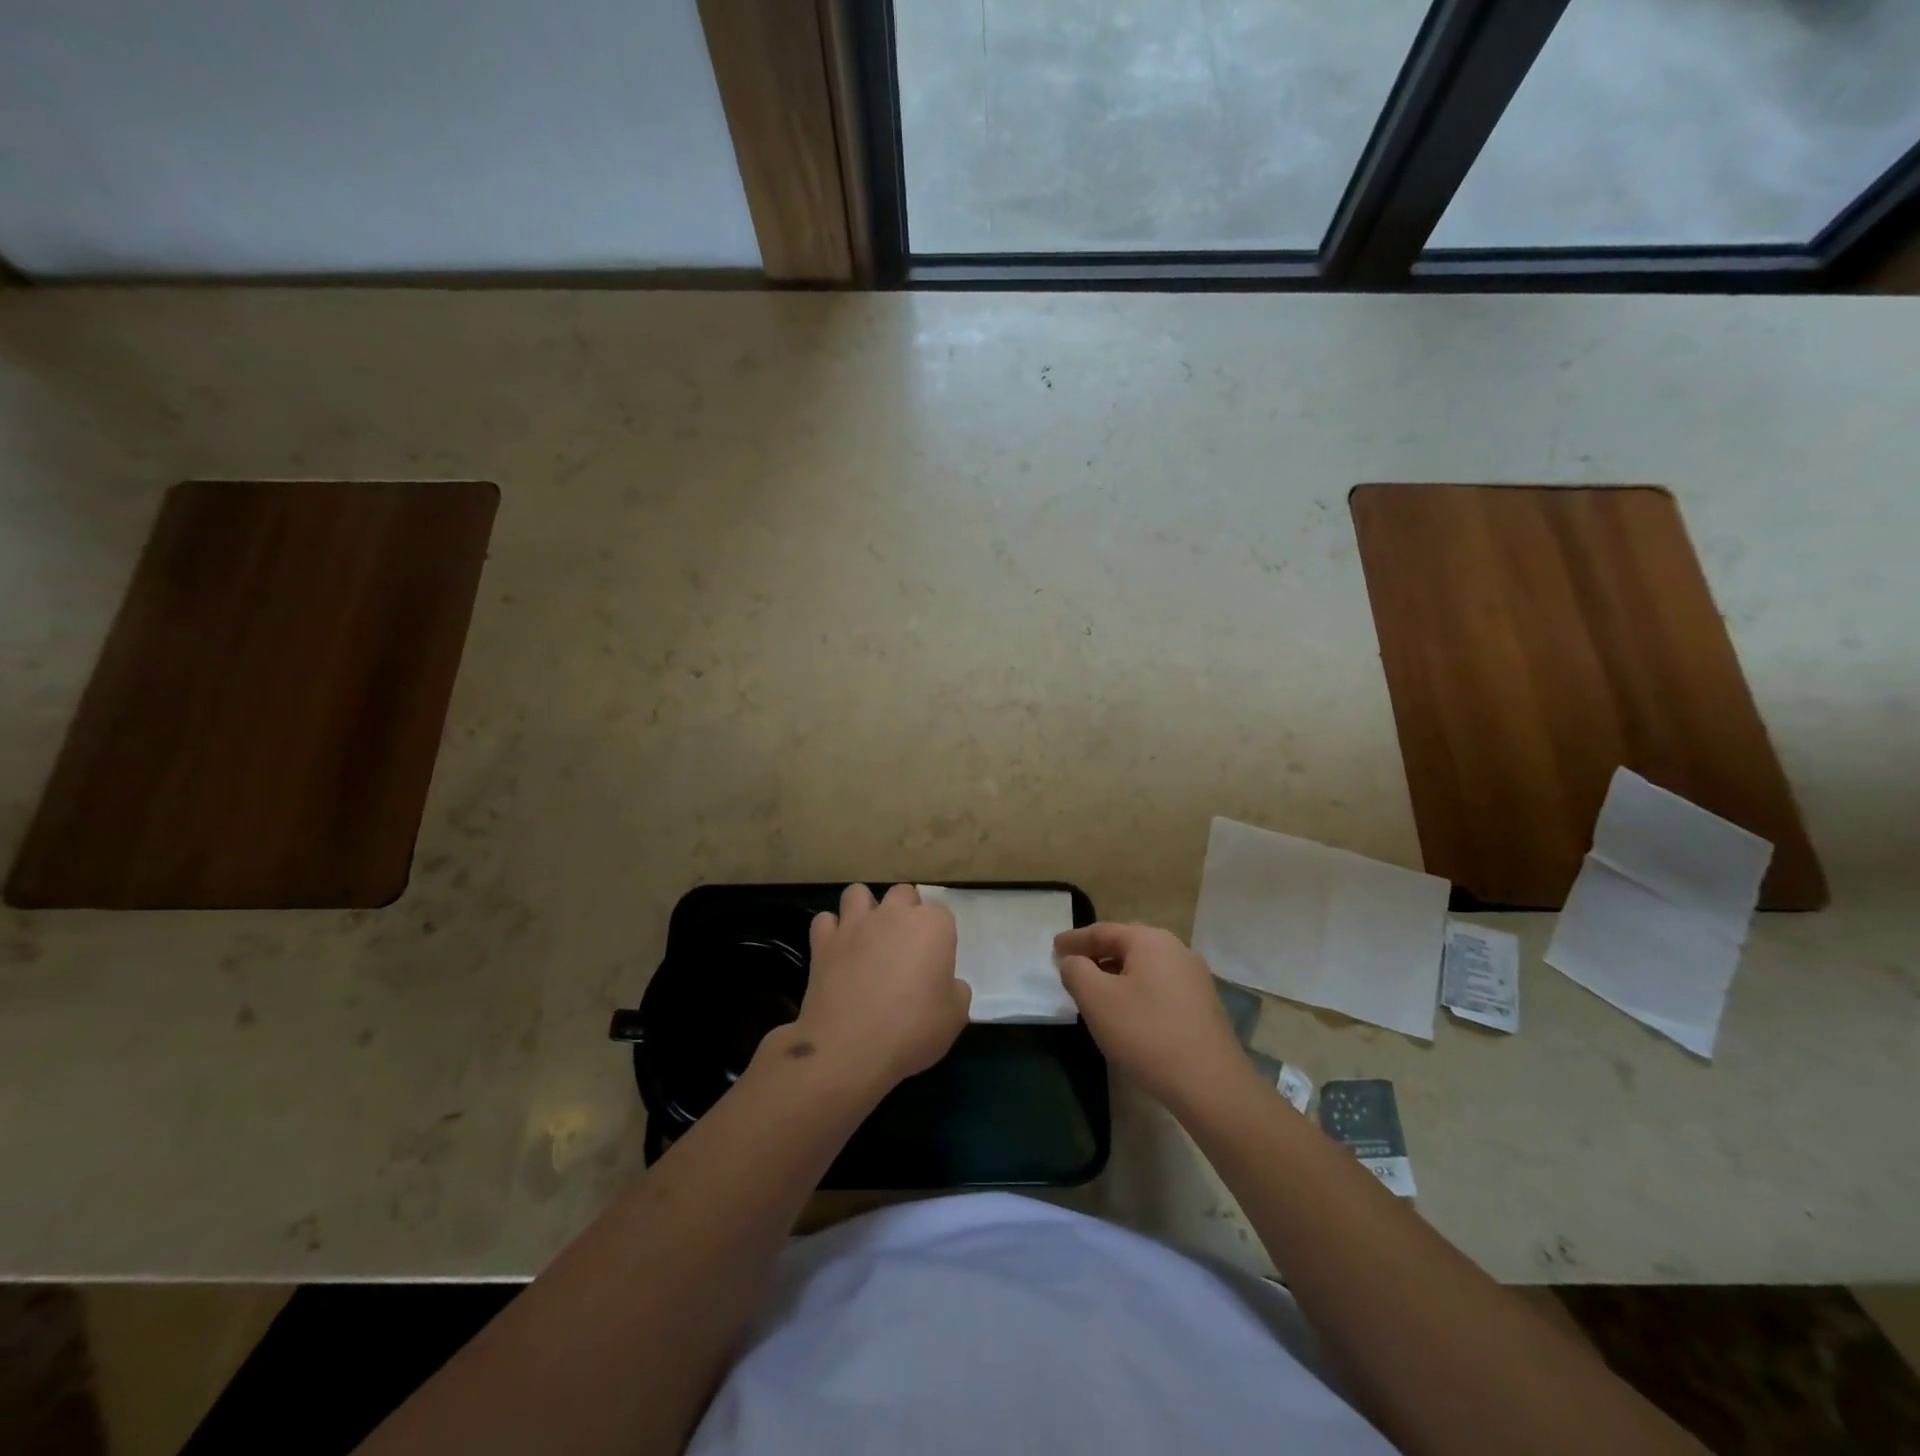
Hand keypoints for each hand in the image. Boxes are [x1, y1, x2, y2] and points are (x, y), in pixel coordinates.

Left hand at [773, 883, 968, 1098]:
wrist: (849, 1048)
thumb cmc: (912, 1031)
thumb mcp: (955, 1017)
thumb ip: (955, 989)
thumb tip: (945, 983)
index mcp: (932, 926)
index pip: (942, 914)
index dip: (939, 937)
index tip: (936, 962)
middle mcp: (893, 914)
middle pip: (903, 894)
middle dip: (905, 912)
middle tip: (904, 946)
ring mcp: (855, 924)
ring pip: (858, 894)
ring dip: (864, 909)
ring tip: (867, 937)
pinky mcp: (823, 941)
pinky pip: (825, 921)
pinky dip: (831, 932)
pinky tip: (837, 950)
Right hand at [1054, 923, 1255, 1116]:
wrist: (1210, 1084)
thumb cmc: (1146, 1033)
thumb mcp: (1097, 999)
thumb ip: (1076, 971)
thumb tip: (1073, 961)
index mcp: (1150, 940)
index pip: (1103, 931)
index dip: (1075, 939)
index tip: (1053, 947)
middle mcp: (1176, 949)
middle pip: (1126, 945)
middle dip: (1097, 955)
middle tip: (1071, 966)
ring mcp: (1195, 978)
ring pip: (1144, 968)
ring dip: (1116, 975)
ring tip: (1095, 991)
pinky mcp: (1203, 1005)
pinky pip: (1160, 987)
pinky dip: (1137, 991)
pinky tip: (1127, 1013)